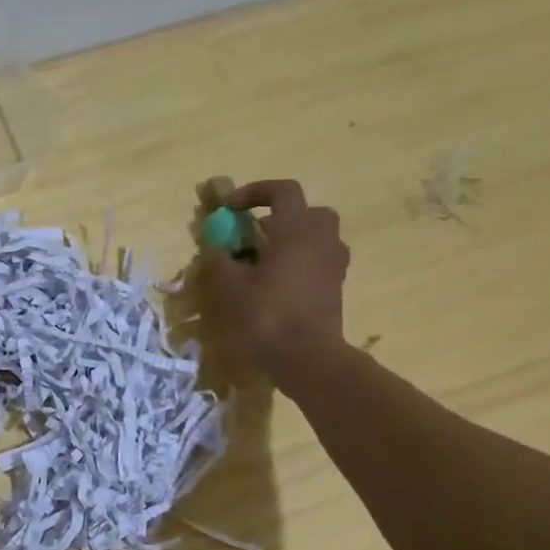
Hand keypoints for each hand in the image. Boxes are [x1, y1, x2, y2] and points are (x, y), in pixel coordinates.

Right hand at [200, 179, 350, 383]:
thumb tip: (213, 242)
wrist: (307, 359)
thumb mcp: (228, 285)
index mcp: (297, 230)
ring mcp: (333, 265)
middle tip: (252, 235)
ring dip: (289, 242)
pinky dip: (297, 264)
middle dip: (279, 217)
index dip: (254, 193)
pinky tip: (273, 286)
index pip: (283, 191)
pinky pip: (317, 262)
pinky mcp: (335, 289)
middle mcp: (322, 240)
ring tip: (260, 263)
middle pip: (307, 212)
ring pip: (314, 238)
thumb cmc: (265, 315)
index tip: (230, 210)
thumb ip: (218, 257)